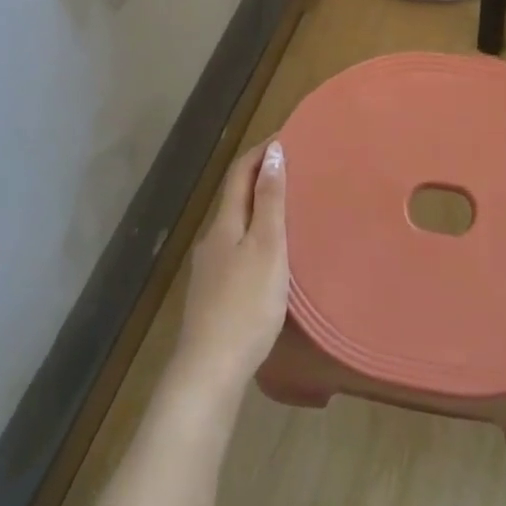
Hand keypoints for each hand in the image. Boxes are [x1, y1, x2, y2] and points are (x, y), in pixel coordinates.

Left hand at [170, 139, 289, 403]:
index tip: (287, 136)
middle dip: (261, 176)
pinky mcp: (213, 292)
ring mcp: (209, 267)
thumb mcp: (268, 247)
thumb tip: (272, 152)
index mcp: (225, 223)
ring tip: (289, 206)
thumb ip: (270, 201)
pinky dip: (254, 234)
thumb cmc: (246, 304)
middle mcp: (212, 239)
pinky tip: (269, 253)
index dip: (261, 151)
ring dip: (258, 207)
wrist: (210, 368)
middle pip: (235, 196)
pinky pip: (236, 247)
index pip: (240, 173)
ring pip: (235, 223)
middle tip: (296, 169)